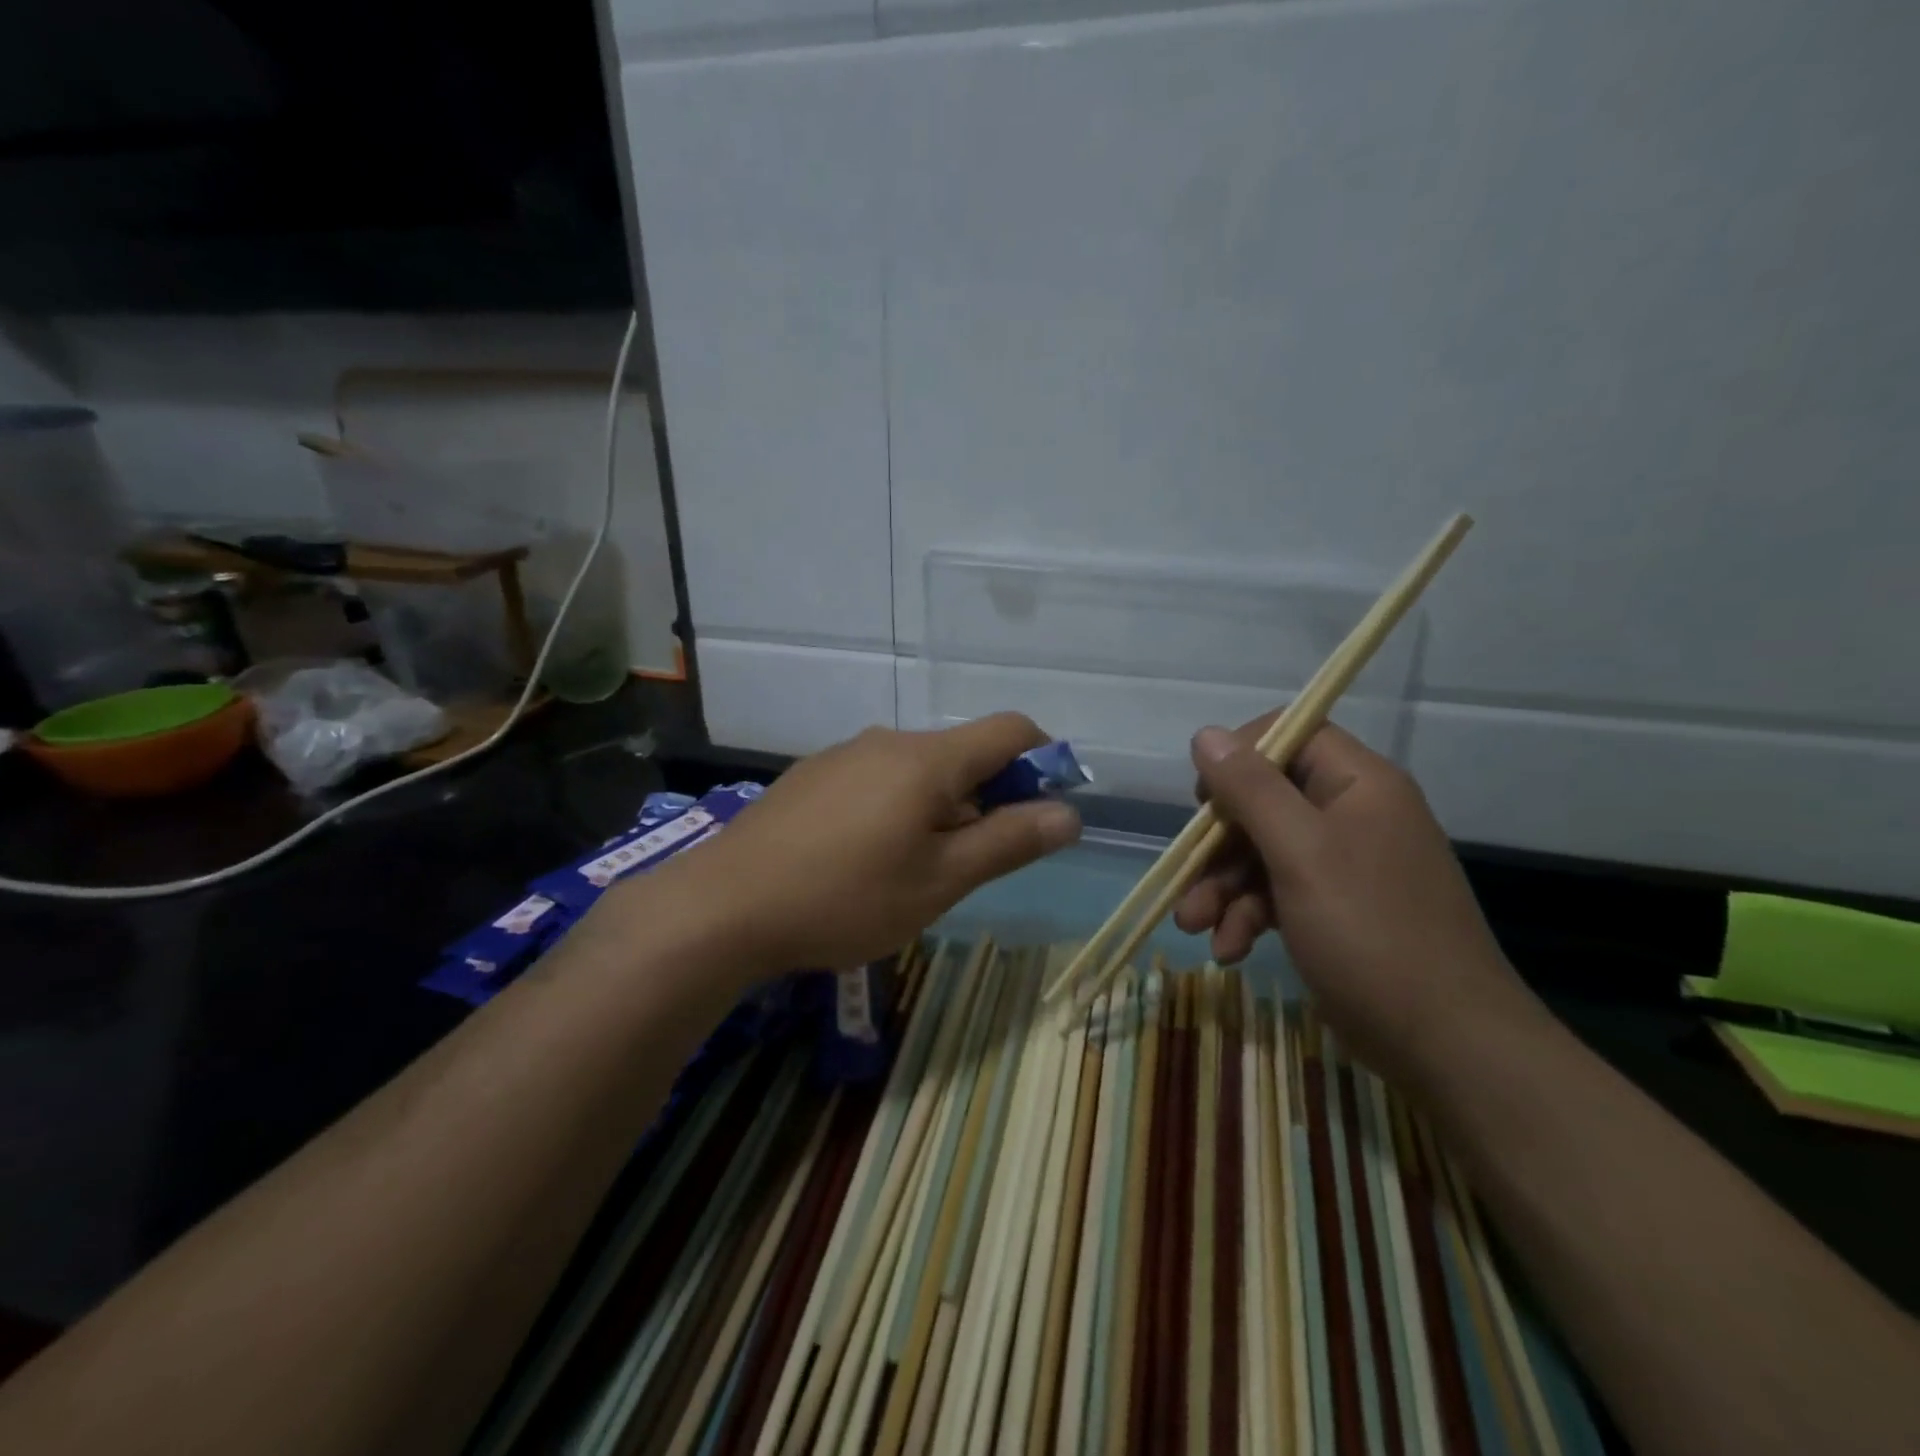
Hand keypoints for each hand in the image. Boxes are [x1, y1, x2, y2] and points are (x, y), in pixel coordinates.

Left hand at [654, 715, 1081, 977]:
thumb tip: (1069, 813)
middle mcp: (887, 741)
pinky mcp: (811, 778)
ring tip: (915, 872)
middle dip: (988, 798)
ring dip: (941, 808)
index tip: (1043, 810)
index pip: (1010, 729)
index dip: (1043, 760)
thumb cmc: (846, 897)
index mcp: (928, 759)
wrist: (723, 906)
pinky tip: (864, 861)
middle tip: (972, 864)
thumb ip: (1008, 842)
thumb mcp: (940, 881)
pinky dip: (897, 809)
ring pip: (918, 771)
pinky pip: (876, 781)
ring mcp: (843, 756)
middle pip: (963, 754)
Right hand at [1175, 714, 1532, 1079]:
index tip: (1206, 798)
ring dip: (1223, 888)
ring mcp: (1344, 866)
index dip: (1240, 758)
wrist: (1446, 1045)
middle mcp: (1352, 815)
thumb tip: (1206, 734)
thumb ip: (1250, 789)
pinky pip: (1278, 893)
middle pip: (1265, 801)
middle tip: (1186, 879)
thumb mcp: (1300, 853)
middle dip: (1218, 845)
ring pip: (1263, 853)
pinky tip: (1228, 950)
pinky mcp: (1335, 910)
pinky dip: (1247, 917)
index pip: (1291, 735)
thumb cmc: (1370, 933)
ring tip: (1194, 927)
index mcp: (1358, 785)